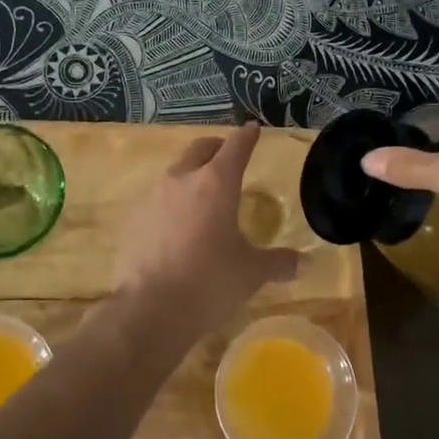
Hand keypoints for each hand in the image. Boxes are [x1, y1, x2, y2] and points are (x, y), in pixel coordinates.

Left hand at [113, 124, 300, 343]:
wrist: (149, 310)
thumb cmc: (209, 283)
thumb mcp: (251, 273)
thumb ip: (278, 262)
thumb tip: (305, 264)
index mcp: (216, 183)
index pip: (236, 147)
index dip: (247, 136)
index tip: (252, 128)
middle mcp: (182, 179)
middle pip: (201, 149)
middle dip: (216, 148)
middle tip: (227, 157)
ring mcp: (152, 196)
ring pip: (175, 173)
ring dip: (191, 176)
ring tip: (202, 197)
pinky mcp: (132, 218)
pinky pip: (156, 200)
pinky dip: (170, 204)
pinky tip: (175, 227)